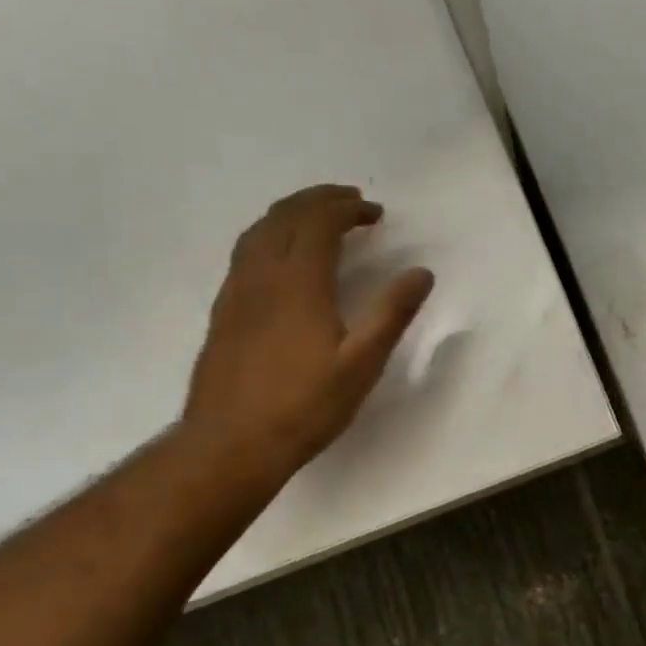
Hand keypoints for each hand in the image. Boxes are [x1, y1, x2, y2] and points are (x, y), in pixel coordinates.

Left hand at [181, 185, 433, 479]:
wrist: (229, 444)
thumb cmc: (303, 407)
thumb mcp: (361, 364)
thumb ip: (392, 314)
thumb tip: (421, 273)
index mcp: (298, 283)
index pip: (319, 223)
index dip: (347, 209)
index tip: (375, 212)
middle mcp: (261, 276)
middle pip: (284, 216)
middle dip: (319, 200)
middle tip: (350, 202)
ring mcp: (236, 293)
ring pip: (258, 231)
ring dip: (291, 214)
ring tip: (317, 218)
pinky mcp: (224, 312)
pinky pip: (245, 253)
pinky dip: (270, 235)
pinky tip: (283, 258)